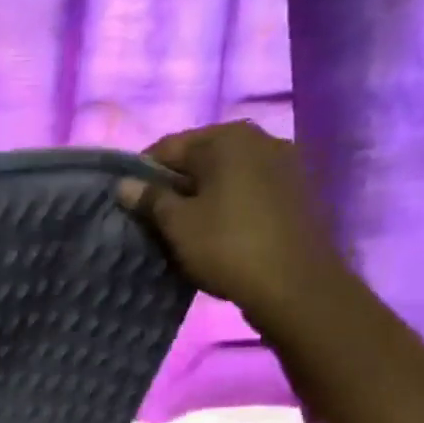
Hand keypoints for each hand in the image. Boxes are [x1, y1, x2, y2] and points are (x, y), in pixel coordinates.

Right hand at [116, 121, 349, 331]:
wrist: (295, 284)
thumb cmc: (227, 247)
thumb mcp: (178, 225)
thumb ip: (150, 199)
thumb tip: (125, 184)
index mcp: (227, 138)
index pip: (169, 146)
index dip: (143, 173)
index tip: (129, 202)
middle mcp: (260, 139)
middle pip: (202, 157)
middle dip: (176, 184)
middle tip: (155, 218)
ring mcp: (285, 163)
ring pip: (228, 175)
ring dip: (204, 195)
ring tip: (186, 228)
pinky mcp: (298, 192)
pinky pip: (251, 190)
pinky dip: (230, 204)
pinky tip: (220, 231)